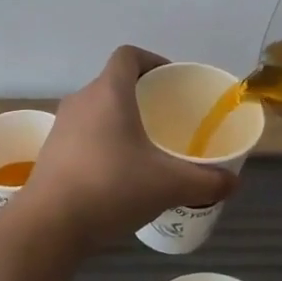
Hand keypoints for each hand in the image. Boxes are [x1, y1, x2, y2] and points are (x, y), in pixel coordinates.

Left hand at [9, 47, 237, 252]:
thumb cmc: (111, 188)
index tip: (171, 81)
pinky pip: (83, 134)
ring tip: (145, 148)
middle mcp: (82, 100)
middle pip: (113, 83)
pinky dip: (102, 142)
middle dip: (141, 95)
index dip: (152, 60)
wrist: (49, 225)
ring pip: (97, 110)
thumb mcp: (168, 185)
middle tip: (166, 118)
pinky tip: (118, 174)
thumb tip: (232, 183)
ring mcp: (62, 126)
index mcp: (109, 92)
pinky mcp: (51, 151)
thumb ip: (205, 181)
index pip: (128, 55)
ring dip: (119, 120)